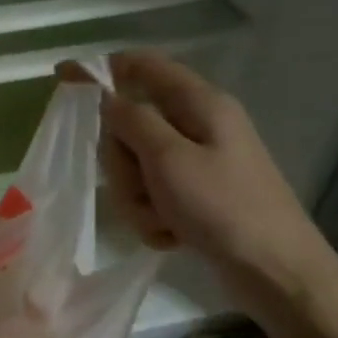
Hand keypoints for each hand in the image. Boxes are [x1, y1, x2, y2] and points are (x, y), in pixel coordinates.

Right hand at [82, 51, 337, 337]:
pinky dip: (153, 216)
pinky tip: (172, 234)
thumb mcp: (168, 159)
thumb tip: (103, 94)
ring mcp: (196, 163)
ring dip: (137, 196)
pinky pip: (151, 196)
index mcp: (200, 104)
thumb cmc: (223, 207)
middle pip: (131, 125)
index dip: (102, 69)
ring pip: (136, 166)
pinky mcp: (194, 196)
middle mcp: (198, 126)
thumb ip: (131, 120)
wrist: (274, 271)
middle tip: (138, 184)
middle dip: (122, 160)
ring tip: (162, 218)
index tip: (63, 79)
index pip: (143, 66)